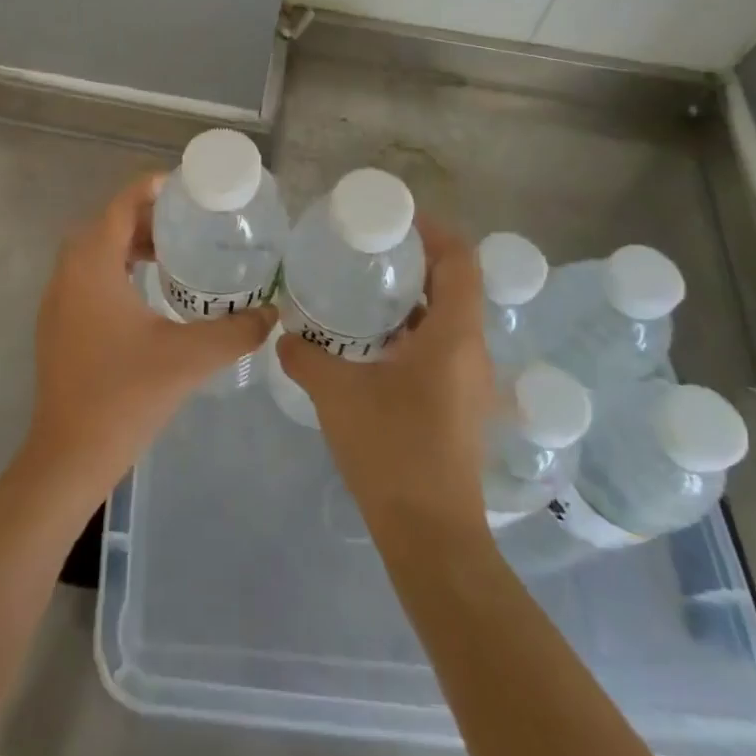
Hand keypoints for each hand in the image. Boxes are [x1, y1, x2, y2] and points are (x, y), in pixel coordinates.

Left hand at [23, 171, 275, 498]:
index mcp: (92, 265)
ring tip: (174, 255)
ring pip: (94, 251)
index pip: (121, 205)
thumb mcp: (189, 358)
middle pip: (107, 224)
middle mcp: (67, 272)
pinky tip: (148, 294)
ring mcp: (57, 299)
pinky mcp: (57, 323)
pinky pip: (87, 276)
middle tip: (189, 223)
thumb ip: (235, 331)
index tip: (187, 188)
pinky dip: (116, 269)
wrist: (69, 454)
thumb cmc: (125, 395)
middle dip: (146, 217)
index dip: (151, 188)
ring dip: (130, 244)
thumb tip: (273, 314)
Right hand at [275, 216, 494, 522]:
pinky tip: (369, 342)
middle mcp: (471, 352)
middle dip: (416, 260)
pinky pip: (441, 347)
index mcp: (453, 337)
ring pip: (447, 318)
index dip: (435, 231)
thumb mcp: (338, 395)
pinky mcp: (459, 404)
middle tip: (369, 249)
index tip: (395, 219)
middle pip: (455, 285)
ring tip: (364, 288)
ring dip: (412, 298)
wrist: (430, 536)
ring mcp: (469, 381)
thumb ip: (306, 357)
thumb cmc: (392, 451)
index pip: (461, 261)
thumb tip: (284, 335)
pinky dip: (411, 330)